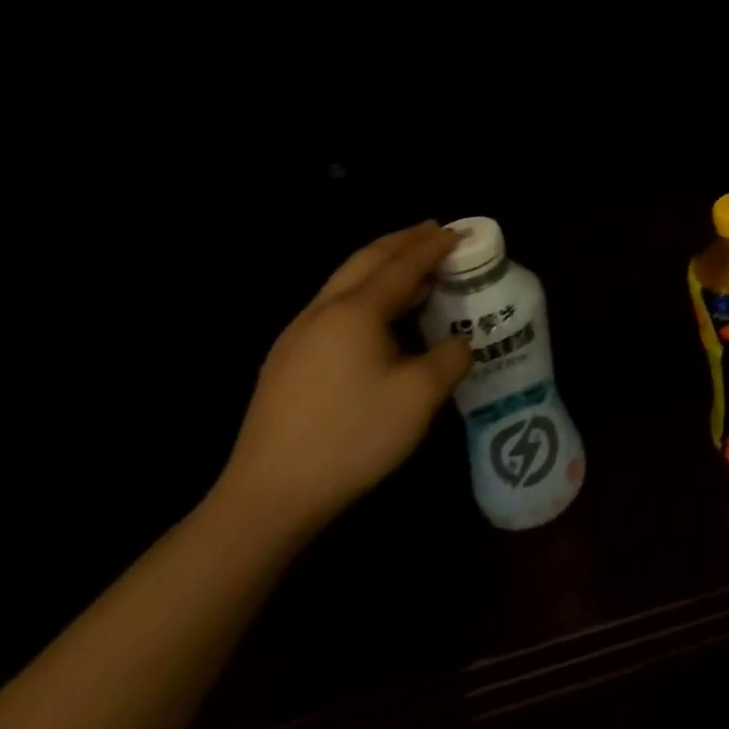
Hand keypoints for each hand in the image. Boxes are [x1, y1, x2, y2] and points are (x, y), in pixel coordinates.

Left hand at [217, 222, 470, 537]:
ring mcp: (297, 337)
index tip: (462, 231)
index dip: (435, 246)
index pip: (403, 265)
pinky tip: (380, 313)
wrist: (266, 498)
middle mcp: (323, 312)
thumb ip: (451, 357)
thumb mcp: (420, 396)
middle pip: (366, 260)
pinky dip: (366, 291)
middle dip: (402, 241)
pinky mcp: (286, 363)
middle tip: (435, 230)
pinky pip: (334, 306)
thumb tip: (460, 343)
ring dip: (382, 265)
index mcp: (356, 312)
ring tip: (414, 265)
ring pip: (345, 281)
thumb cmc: (351, 437)